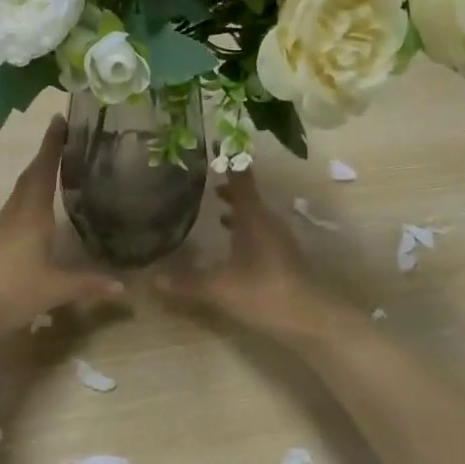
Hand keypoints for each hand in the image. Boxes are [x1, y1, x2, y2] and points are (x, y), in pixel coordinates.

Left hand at [0, 117, 124, 336]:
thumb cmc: (10, 290)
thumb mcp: (55, 289)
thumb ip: (88, 285)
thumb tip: (123, 287)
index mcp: (32, 214)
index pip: (44, 170)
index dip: (52, 144)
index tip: (59, 118)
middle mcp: (15, 213)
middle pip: (31, 176)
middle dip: (47, 155)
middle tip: (65, 138)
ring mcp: (1, 228)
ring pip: (21, 192)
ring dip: (38, 176)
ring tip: (58, 169)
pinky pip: (16, 210)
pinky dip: (30, 199)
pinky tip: (39, 212)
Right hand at [156, 169, 340, 340]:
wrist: (312, 319)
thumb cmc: (264, 292)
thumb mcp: (220, 288)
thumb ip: (187, 282)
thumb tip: (152, 279)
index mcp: (254, 217)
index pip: (240, 181)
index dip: (229, 163)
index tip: (216, 145)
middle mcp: (268, 222)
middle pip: (248, 197)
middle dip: (228, 189)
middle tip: (206, 181)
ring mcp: (279, 240)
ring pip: (255, 217)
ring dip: (238, 211)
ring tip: (216, 210)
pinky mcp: (283, 258)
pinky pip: (260, 234)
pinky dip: (245, 230)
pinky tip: (233, 245)